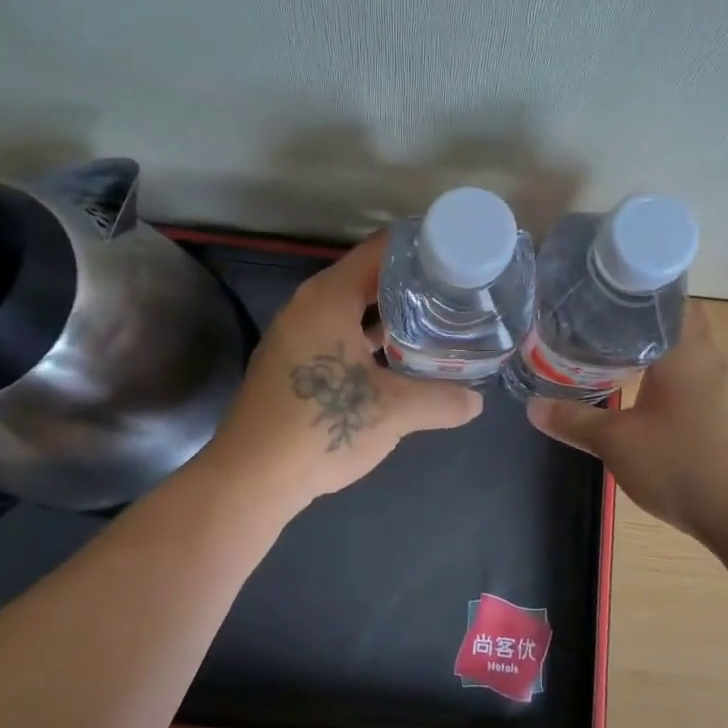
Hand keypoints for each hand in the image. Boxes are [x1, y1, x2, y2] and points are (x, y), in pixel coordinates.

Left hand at [203, 234, 483, 511]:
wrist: (251, 478)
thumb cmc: (321, 427)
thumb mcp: (393, 412)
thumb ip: (441, 400)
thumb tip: (477, 402)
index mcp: (328, 298)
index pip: (381, 250)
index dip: (422, 248)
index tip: (459, 256)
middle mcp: (308, 306)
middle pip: (369, 278)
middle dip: (413, 285)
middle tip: (458, 293)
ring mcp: (297, 335)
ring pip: (354, 310)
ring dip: (392, 316)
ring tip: (438, 322)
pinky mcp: (294, 364)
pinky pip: (340, 335)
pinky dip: (370, 340)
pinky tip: (401, 360)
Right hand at [526, 302, 727, 540]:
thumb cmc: (681, 464)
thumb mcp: (616, 443)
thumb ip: (574, 420)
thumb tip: (533, 406)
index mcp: (686, 351)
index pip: (667, 299)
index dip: (635, 292)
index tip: (600, 293)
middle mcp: (709, 360)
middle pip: (674, 323)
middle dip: (637, 322)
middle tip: (594, 323)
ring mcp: (722, 388)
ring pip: (683, 352)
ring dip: (652, 350)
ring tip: (608, 352)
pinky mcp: (724, 414)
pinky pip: (690, 378)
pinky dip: (664, 376)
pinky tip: (638, 392)